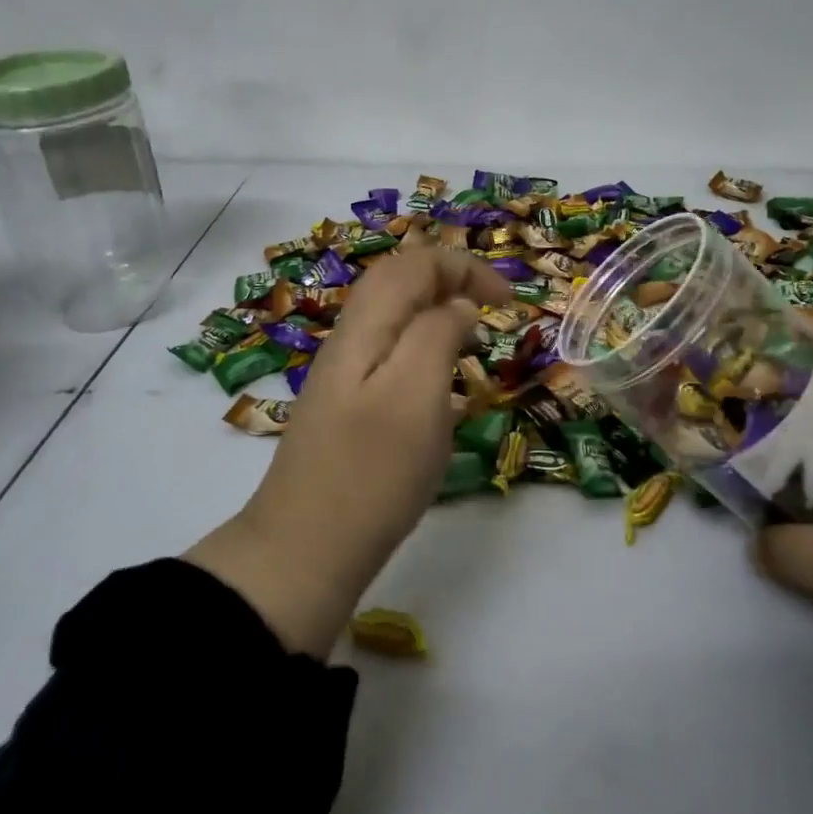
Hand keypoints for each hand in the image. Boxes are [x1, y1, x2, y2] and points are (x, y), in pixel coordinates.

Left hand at [185, 246, 511, 656]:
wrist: (305, 550)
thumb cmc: (372, 472)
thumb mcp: (416, 395)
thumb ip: (437, 334)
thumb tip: (458, 304)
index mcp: (366, 327)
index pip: (415, 263)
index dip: (465, 267)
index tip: (507, 299)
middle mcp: (350, 339)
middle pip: (399, 281)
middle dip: (451, 280)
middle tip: (492, 309)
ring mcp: (344, 374)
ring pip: (393, 316)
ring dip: (437, 311)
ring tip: (472, 337)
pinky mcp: (348, 406)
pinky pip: (390, 351)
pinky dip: (423, 346)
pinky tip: (440, 381)